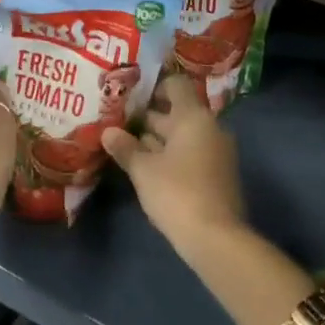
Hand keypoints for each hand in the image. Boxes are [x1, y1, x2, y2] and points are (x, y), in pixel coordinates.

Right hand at [101, 72, 245, 256]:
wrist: (216, 239)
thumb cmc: (177, 193)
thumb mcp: (143, 170)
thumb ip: (125, 147)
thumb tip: (107, 132)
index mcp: (194, 117)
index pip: (176, 85)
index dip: (153, 87)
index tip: (129, 97)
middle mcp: (209, 127)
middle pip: (177, 112)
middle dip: (148, 117)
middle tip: (117, 122)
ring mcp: (216, 152)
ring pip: (182, 136)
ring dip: (157, 140)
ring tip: (125, 145)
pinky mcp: (217, 175)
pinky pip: (190, 154)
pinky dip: (170, 156)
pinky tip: (147, 168)